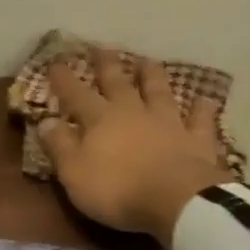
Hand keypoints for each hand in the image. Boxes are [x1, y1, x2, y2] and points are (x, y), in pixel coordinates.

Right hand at [38, 49, 234, 246]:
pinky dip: (201, 109)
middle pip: (118, 83)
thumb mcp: (74, 172)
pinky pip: (200, 120)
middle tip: (102, 48)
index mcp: (100, 120)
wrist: (177, 201)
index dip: (64, 79)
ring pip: (159, 92)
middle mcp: (134, 112)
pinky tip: (204, 99)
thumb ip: (59, 145)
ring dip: (152, 76)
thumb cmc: (117, 190)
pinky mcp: (197, 140)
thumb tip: (45, 121)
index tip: (55, 62)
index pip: (76, 94)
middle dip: (107, 66)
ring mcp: (169, 123)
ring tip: (148, 61)